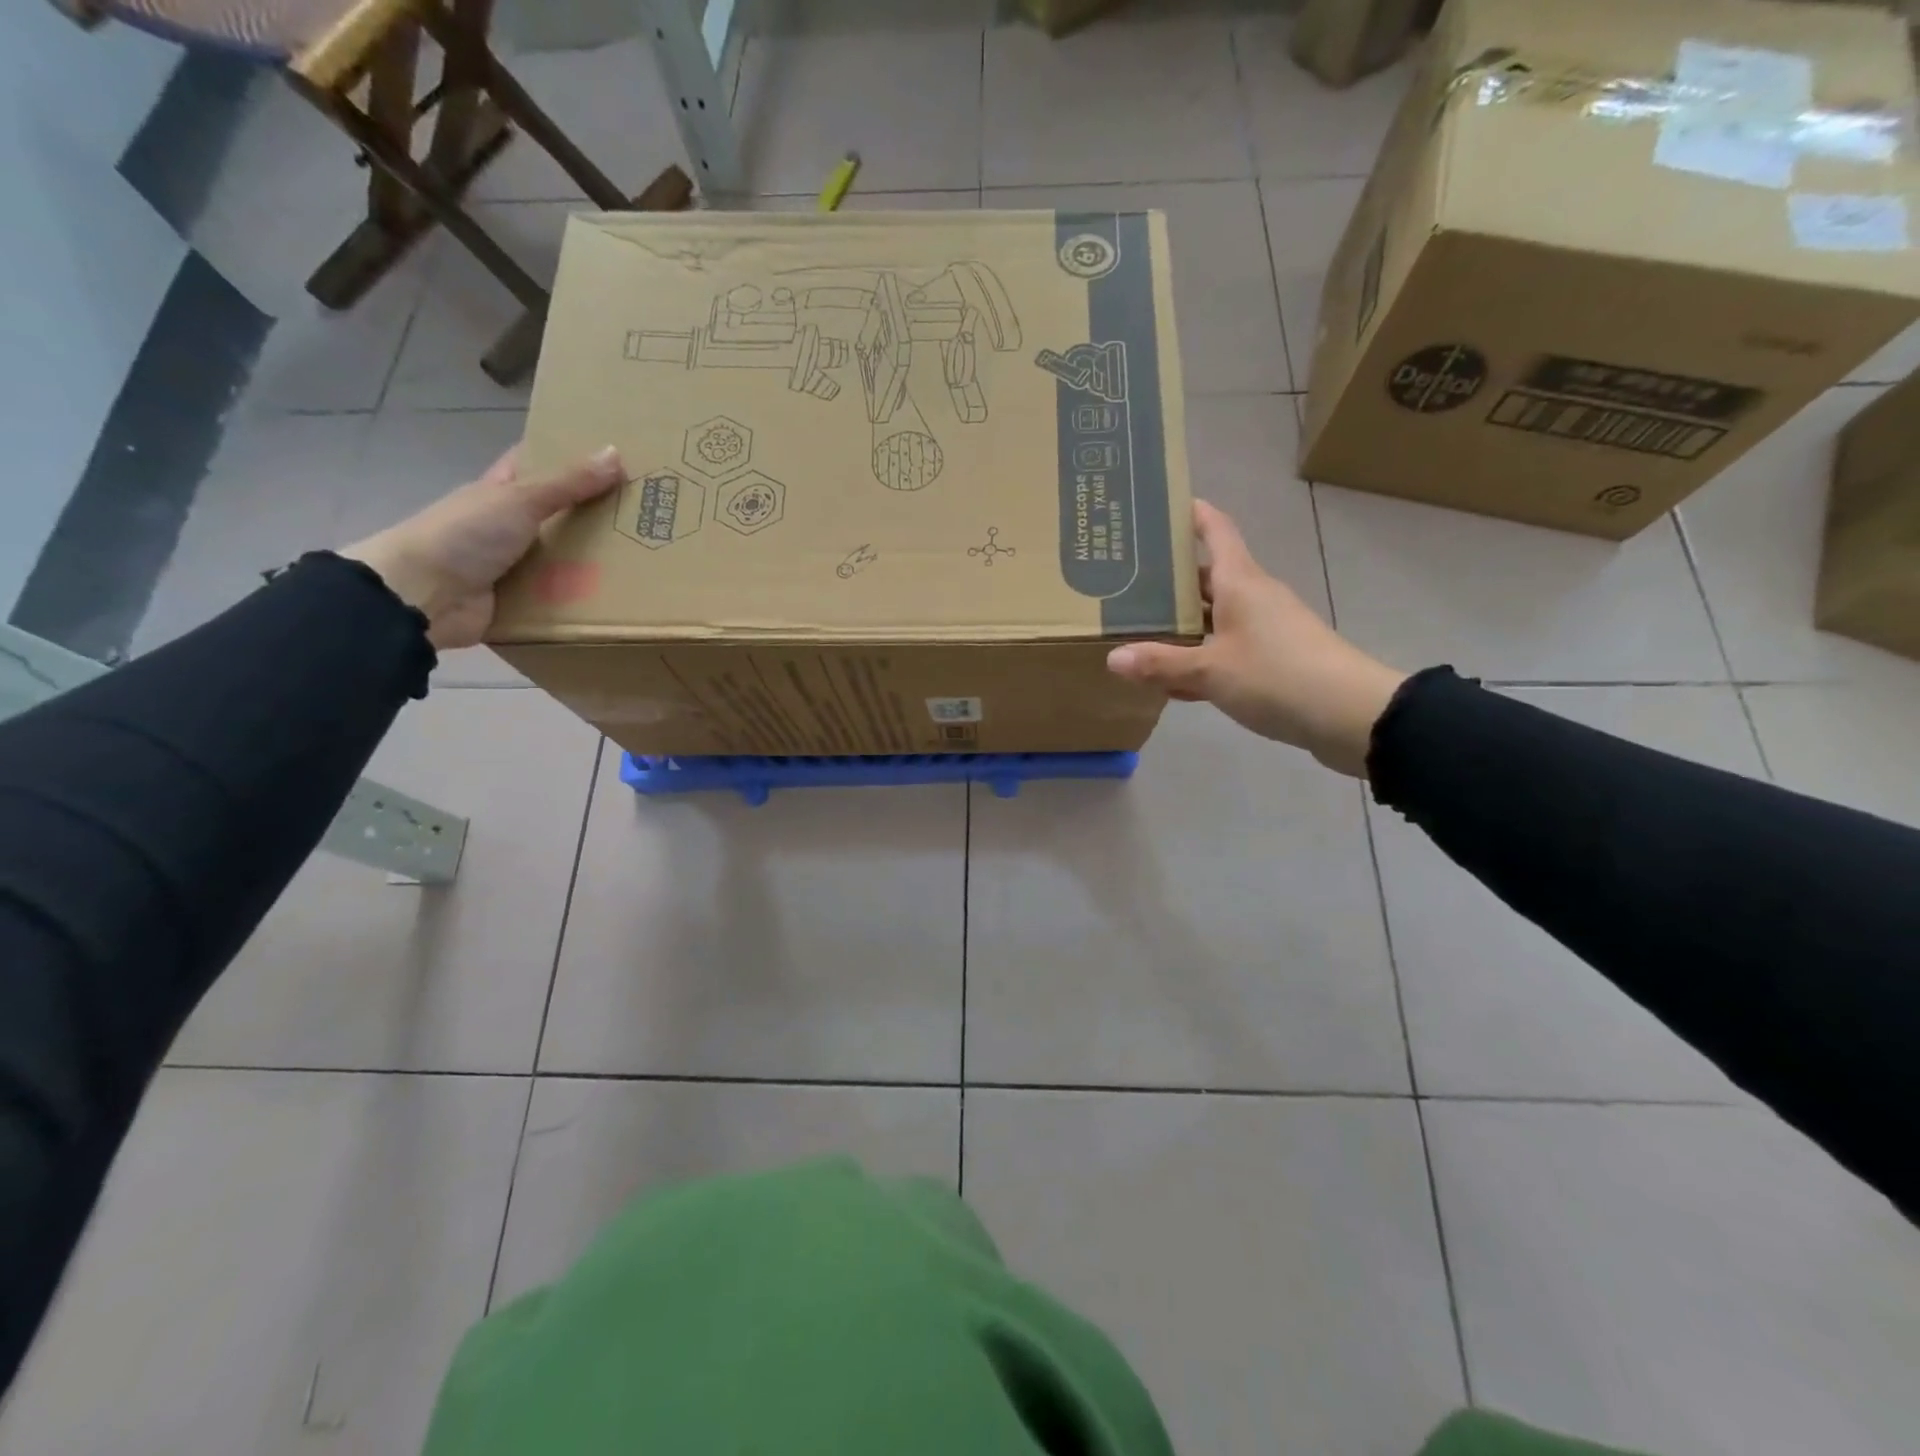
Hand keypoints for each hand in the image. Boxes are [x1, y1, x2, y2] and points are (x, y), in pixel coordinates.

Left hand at [342, 444, 622, 650]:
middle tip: (646, 514)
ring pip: (564, 559)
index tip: (612, 456)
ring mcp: (515, 566)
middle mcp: (508, 526)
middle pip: (560, 515)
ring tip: (644, 559)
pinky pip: (560, 597)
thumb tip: (615, 452)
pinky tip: (620, 598)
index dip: (569, 457)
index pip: (537, 465)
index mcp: (501, 492)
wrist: (422, 597)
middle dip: (597, 516)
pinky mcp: (522, 602)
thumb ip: (568, 482)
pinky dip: (583, 599)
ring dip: (596, 562)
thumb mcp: (519, 500)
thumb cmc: (464, 535)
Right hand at [1106, 501, 1406, 777]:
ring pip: (1216, 616)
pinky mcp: (1274, 659)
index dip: (1193, 514)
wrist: (1351, 715)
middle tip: (1126, 580)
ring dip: (1183, 622)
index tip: (1161, 507)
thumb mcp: (1210, 671)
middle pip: (1209, 576)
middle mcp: (1254, 597)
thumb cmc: (1277, 676)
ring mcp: (1266, 629)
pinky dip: (1200, 656)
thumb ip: (1162, 664)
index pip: (1217, 531)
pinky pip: (1227, 648)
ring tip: (1138, 628)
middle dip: (1171, 577)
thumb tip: (1113, 658)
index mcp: (1241, 582)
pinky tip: (1173, 679)